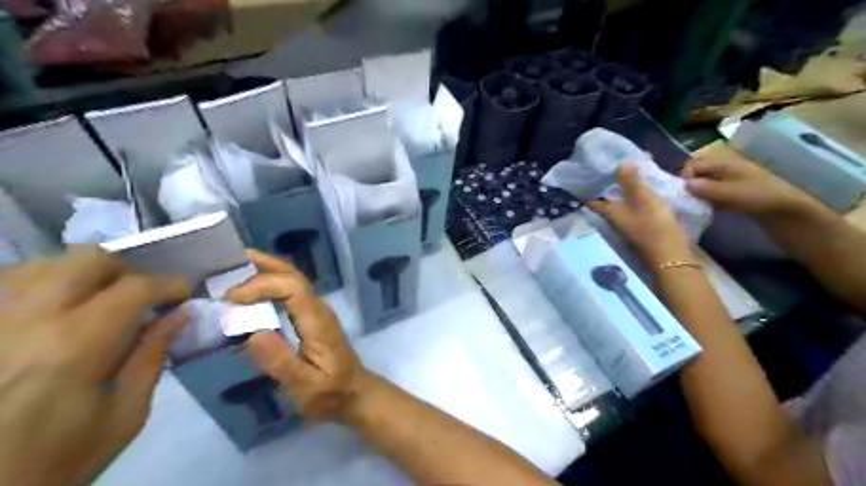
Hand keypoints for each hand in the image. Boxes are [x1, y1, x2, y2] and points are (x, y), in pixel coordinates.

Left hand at [0, 247, 190, 485]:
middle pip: (86, 261)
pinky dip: (39, 287)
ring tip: (95, 303)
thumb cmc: (58, 457)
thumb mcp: (125, 414)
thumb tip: (178, 315)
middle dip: (126, 272)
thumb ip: (152, 356)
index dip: (169, 284)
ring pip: (41, 265)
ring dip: (81, 276)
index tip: (184, 293)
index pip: (135, 288)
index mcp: (76, 347)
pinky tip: (50, 312)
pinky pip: (7, 287)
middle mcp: (26, 322)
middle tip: (139, 296)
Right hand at [226, 248, 368, 422]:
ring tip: (228, 271)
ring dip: (262, 271)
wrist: (353, 394)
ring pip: (290, 280)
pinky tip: (245, 293)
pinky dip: (265, 286)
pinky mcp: (308, 318)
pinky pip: (287, 293)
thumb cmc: (330, 393)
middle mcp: (317, 308)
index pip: (292, 287)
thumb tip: (251, 334)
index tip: (230, 298)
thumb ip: (280, 362)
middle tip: (225, 262)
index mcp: (317, 321)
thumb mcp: (305, 387)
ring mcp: (314, 311)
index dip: (261, 285)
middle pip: (292, 275)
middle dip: (261, 264)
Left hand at [589, 165, 689, 267]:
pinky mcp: (644, 230)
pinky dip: (640, 200)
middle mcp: (615, 221)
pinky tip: (650, 192)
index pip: (592, 201)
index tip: (589, 177)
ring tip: (635, 176)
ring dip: (628, 193)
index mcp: (609, 213)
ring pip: (624, 206)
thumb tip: (619, 164)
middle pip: (609, 202)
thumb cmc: (652, 224)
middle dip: (611, 187)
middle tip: (616, 170)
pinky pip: (638, 211)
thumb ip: (630, 180)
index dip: (588, 190)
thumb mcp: (641, 197)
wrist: (672, 256)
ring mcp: (629, 227)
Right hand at [684, 146, 820, 218]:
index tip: (679, 193)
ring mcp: (730, 182)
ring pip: (704, 185)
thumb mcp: (729, 193)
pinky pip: (712, 194)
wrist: (789, 212)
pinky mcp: (734, 194)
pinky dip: (705, 201)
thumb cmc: (759, 198)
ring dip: (696, 195)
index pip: (694, 164)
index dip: (683, 176)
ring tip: (691, 208)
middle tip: (683, 202)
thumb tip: (682, 185)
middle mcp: (725, 169)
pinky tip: (704, 211)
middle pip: (698, 174)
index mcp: (724, 163)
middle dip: (688, 186)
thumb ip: (705, 188)